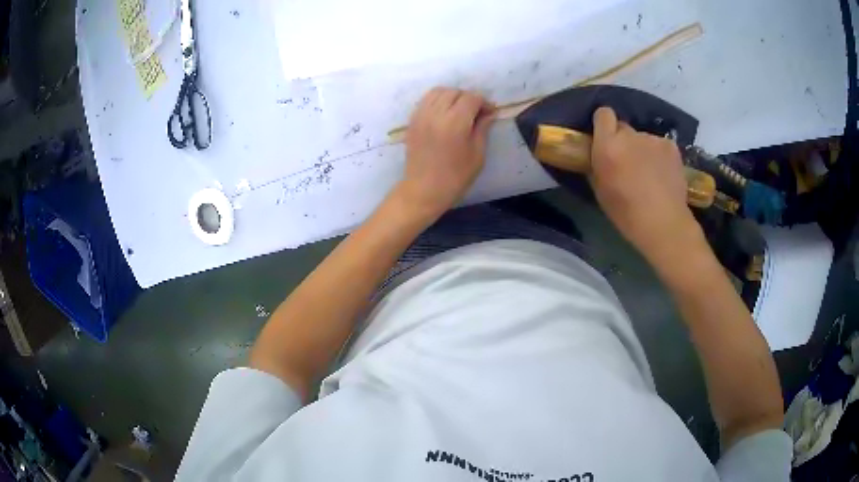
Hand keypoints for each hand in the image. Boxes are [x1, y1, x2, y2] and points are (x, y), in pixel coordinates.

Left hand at [394, 87, 495, 220]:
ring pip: (438, 91)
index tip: (490, 113)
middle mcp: (436, 114)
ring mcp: (421, 116)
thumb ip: (482, 129)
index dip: (483, 102)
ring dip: (452, 96)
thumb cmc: (455, 177)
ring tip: (459, 110)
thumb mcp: (477, 155)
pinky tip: (444, 113)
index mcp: (455, 123)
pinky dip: (437, 100)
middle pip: (455, 92)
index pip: (471, 98)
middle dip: (468, 98)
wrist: (423, 190)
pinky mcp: (412, 120)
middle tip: (476, 113)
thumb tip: (489, 113)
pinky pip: (426, 100)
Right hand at [589, 107, 697, 262]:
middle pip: (623, 128)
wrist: (664, 224)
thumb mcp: (600, 190)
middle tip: (627, 162)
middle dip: (623, 141)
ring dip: (642, 150)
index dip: (603, 124)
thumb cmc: (626, 213)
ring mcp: (653, 139)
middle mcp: (630, 136)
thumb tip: (596, 153)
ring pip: (642, 138)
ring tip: (648, 174)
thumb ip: (597, 164)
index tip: (605, 138)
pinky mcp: (671, 146)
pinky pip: (659, 145)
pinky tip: (662, 174)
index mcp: (608, 146)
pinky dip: (658, 156)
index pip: (603, 114)